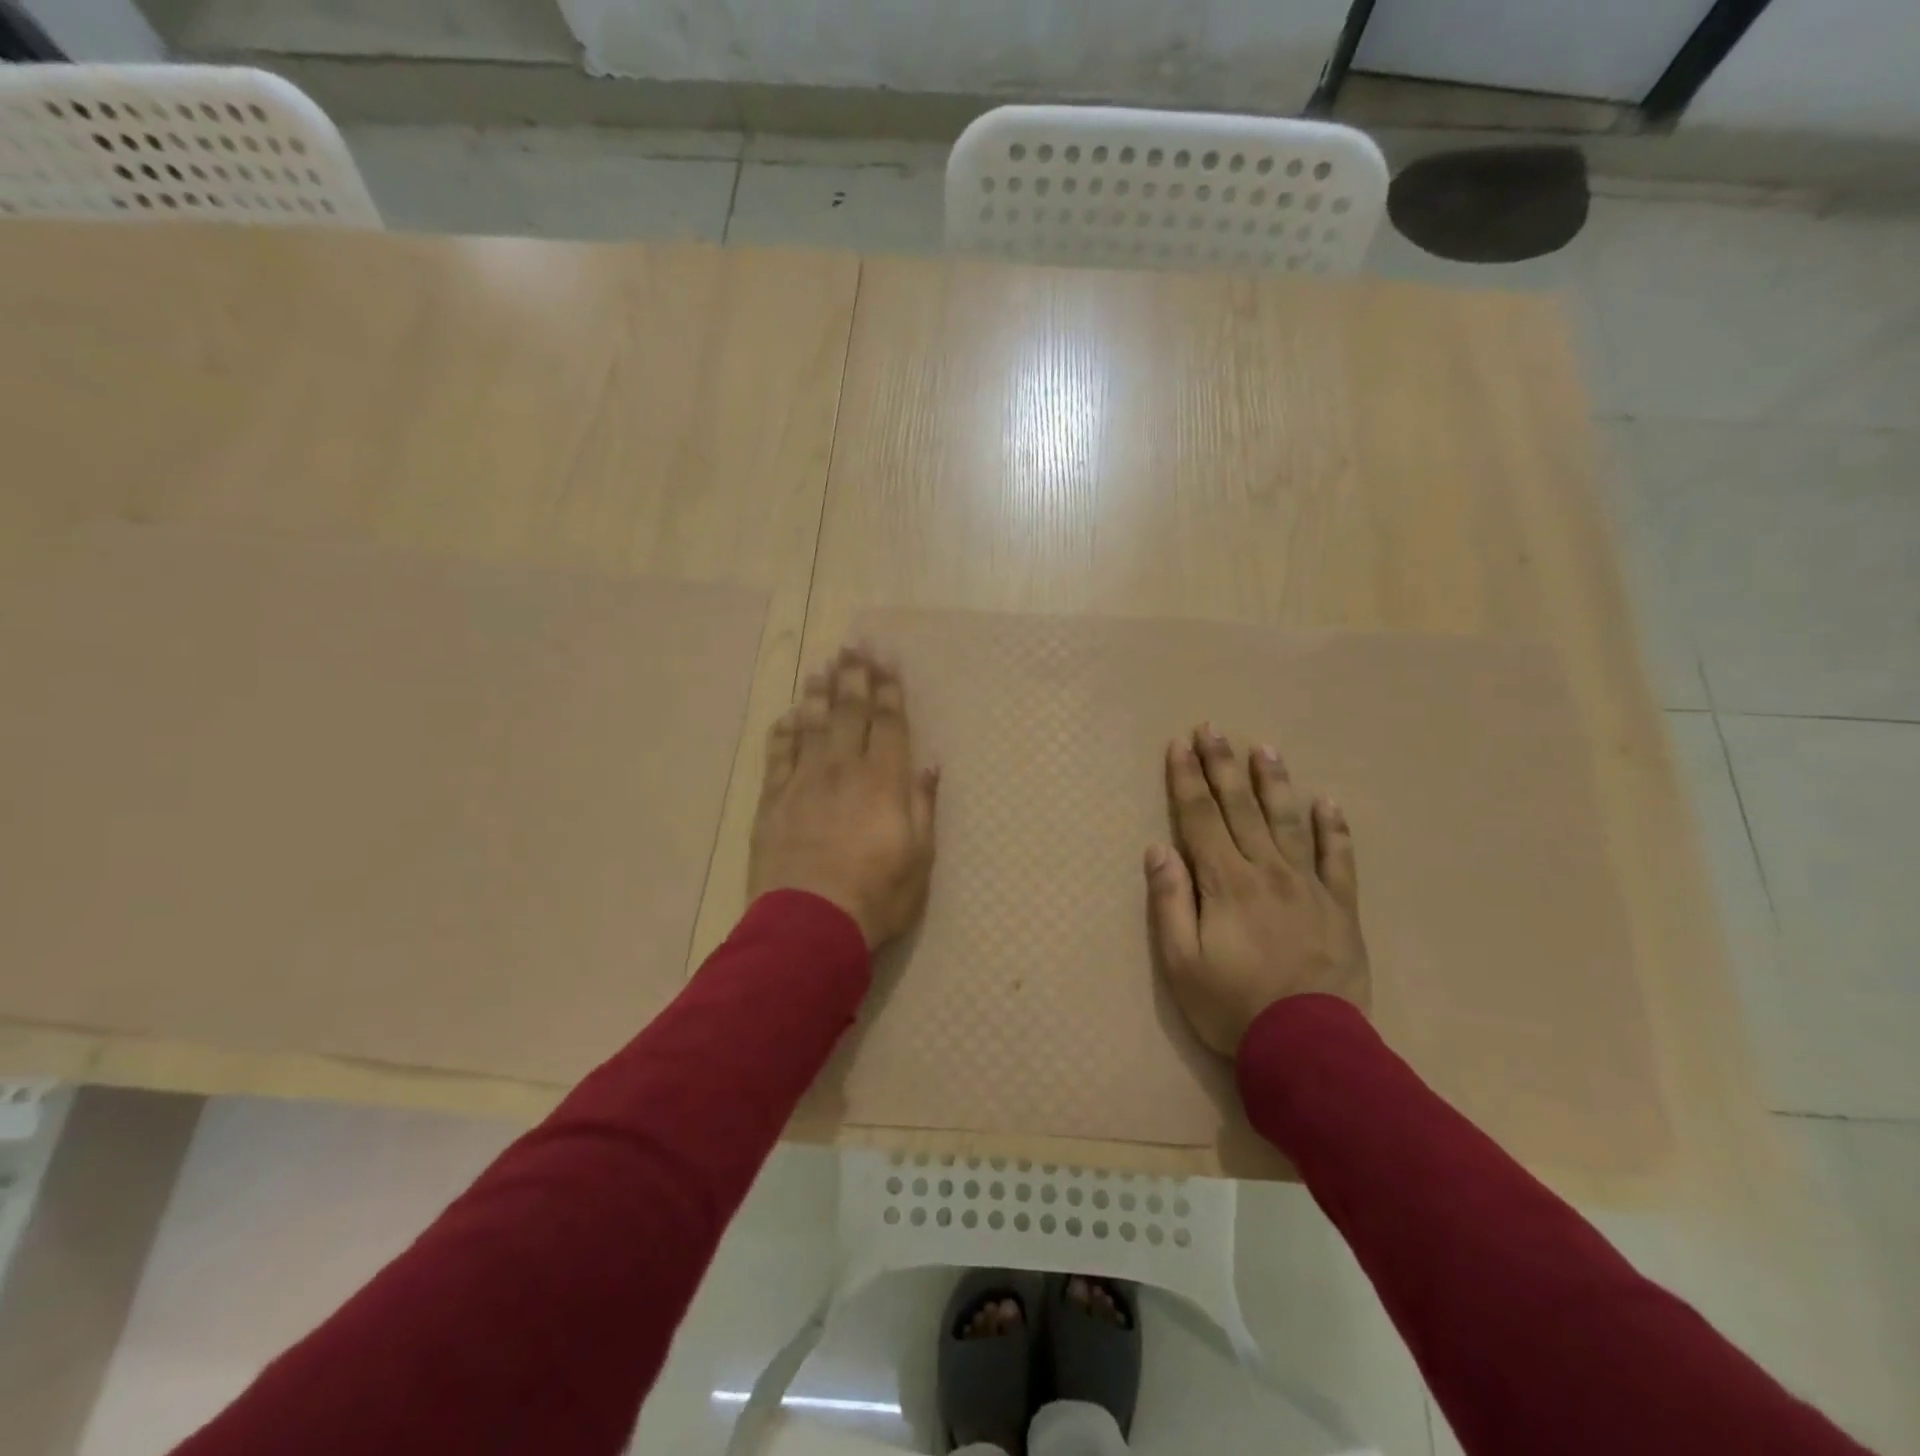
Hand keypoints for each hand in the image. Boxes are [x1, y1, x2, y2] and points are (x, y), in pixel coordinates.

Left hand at [749, 643, 938, 950]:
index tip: (887, 660)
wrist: (810, 924)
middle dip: (855, 676)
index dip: (889, 690)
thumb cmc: (877, 894)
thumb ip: (922, 805)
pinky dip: (785, 731)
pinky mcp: (773, 800)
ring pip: (812, 724)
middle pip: (849, 712)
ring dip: (818, 693)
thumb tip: (929, 764)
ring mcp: (803, 782)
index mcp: (884, 781)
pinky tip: (789, 717)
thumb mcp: (920, 857)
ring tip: (823, 666)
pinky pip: (778, 754)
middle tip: (855, 646)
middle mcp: (843, 769)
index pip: (888, 723)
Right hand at [1145, 726, 1368, 1055]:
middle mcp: (1267, 871)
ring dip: (1274, 783)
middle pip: (1240, 808)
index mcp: (1226, 883)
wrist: (1310, 1049)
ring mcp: (1309, 886)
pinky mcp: (1340, 907)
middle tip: (1212, 728)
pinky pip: (1339, 859)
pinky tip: (1328, 803)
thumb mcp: (1181, 963)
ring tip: (1264, 748)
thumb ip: (1170, 902)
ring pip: (1289, 822)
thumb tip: (1159, 849)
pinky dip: (1334, 829)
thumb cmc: (1233, 1006)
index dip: (1187, 779)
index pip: (1201, 818)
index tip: (1179, 745)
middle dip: (1222, 766)